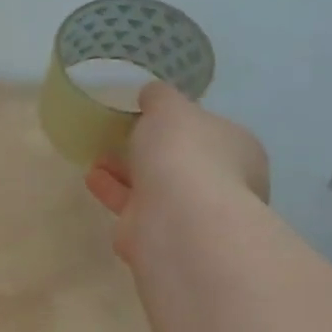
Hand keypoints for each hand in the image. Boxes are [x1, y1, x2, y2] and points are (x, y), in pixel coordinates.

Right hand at [84, 82, 268, 264]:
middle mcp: (222, 184)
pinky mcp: (160, 236)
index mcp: (239, 151)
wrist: (176, 219)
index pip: (213, 133)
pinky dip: (114, 191)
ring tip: (98, 156)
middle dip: (153, 151)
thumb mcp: (169, 107)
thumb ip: (159, 97)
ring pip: (156, 187)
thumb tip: (153, 94)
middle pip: (184, 163)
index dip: (184, 124)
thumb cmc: (184, 153)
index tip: (154, 117)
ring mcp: (191, 214)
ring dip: (127, 172)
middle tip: (123, 136)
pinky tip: (92, 177)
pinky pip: (134, 208)